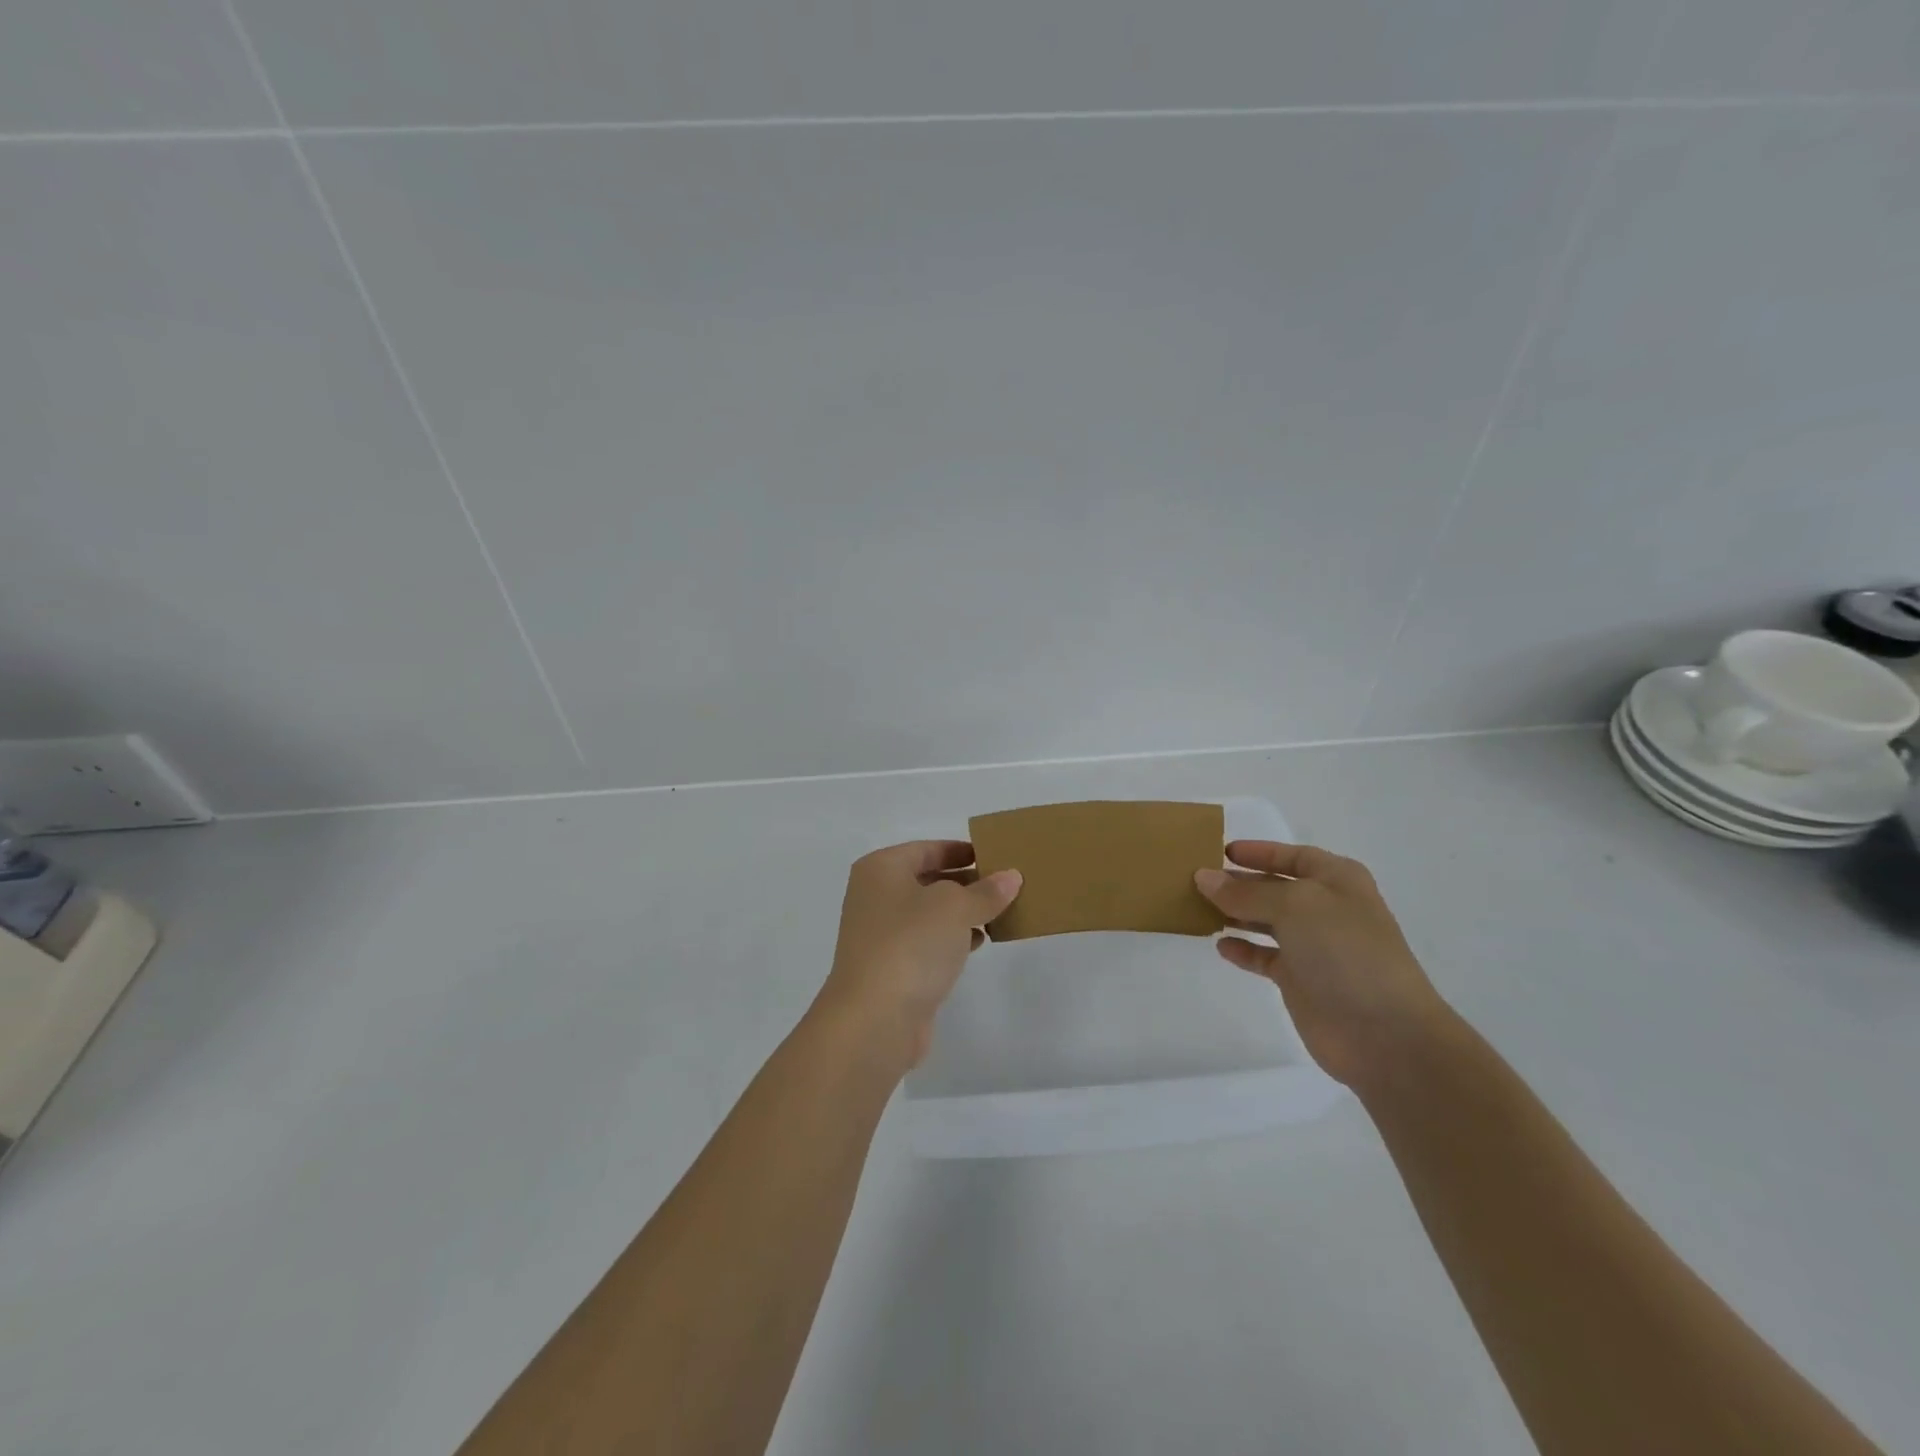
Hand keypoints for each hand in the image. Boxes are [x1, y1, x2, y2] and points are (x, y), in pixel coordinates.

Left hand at [812, 841, 1021, 1071]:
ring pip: (929, 914)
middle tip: (1005, 885)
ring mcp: (881, 935)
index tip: (994, 856)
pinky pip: (927, 943)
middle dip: (965, 882)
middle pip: (927, 880)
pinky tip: (979, 942)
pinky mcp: (891, 968)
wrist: (874, 1019)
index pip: (926, 849)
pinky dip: (952, 939)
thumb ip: (986, 891)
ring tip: (1000, 913)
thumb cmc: (910, 944)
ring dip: (962, 912)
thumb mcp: (956, 907)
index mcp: (881, 870)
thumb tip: (1011, 877)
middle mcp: (875, 897)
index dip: (959, 850)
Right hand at [1195, 841, 1451, 1089]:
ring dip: (1235, 914)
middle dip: (1239, 882)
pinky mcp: (1301, 980)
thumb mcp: (1294, 906)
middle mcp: (1326, 909)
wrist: (1383, 1032)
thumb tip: (1204, 877)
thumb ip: (1245, 892)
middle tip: (1196, 879)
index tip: (1220, 851)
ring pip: (1266, 921)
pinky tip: (1220, 945)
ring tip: (1197, 908)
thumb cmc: (1345, 951)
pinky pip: (1264, 956)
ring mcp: (1314, 946)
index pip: (1292, 856)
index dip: (1259, 852)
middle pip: (1274, 887)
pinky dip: (1243, 949)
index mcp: (1337, 880)